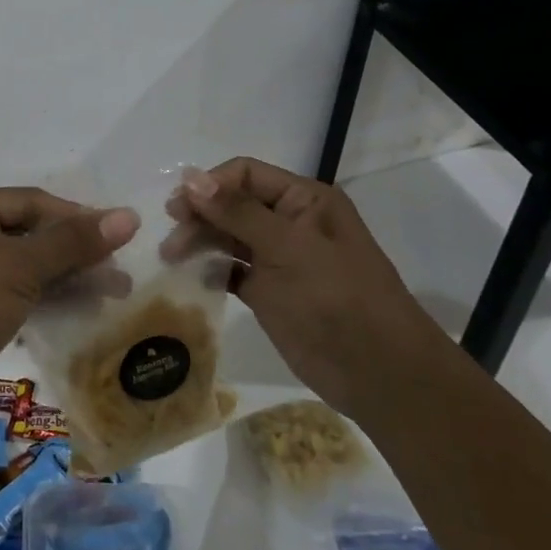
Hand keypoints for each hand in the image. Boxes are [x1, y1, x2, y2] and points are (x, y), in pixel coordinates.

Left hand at [0, 188, 139, 413]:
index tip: (121, 235)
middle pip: (32, 231)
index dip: (77, 217)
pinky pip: (21, 287)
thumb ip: (74, 242)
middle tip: (121, 269)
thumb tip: (129, 216)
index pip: (32, 202)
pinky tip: (87, 305)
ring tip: (117, 291)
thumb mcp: (21, 267)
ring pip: (30, 263)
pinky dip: (52, 294)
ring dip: (71, 275)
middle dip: (77, 250)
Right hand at [167, 158, 448, 416]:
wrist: (379, 375)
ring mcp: (279, 257)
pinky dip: (210, 268)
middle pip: (232, 203)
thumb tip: (190, 178)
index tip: (179, 208)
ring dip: (199, 241)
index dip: (210, 185)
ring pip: (228, 235)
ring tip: (171, 257)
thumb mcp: (288, 249)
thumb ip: (237, 212)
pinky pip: (230, 268)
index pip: (246, 174)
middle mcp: (290, 222)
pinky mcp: (268, 290)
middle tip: (171, 238)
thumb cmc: (337, 299)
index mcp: (304, 200)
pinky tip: (190, 276)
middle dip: (200, 215)